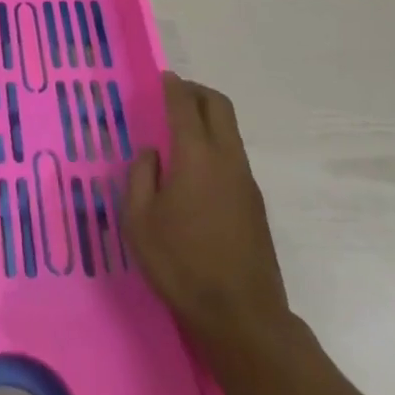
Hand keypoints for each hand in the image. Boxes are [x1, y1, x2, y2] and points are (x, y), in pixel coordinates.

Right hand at [125, 72, 289, 348]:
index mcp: (196, 156)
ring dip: (209, 118)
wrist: (242, 318)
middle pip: (218, 106)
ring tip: (182, 132)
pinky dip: (216, 144)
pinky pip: (234, 156)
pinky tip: (196, 170)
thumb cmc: (181, 265)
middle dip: (197, 92)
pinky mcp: (255, 204)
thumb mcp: (140, 221)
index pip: (185, 105)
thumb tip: (151, 153)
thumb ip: (141, 177)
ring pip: (230, 131)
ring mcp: (246, 181)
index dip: (173, 87)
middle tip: (175, 95)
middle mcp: (226, 159)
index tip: (163, 77)